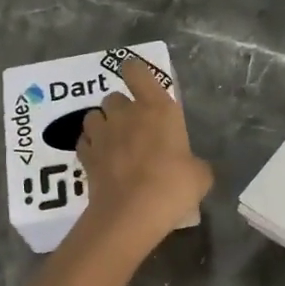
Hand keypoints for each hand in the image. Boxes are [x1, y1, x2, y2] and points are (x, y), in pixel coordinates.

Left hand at [76, 53, 212, 251]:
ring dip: (102, 125)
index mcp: (157, 109)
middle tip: (134, 128)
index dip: (135, 72)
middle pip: (114, 97)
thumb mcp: (200, 176)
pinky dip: (91, 148)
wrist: (132, 213)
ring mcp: (102, 134)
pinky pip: (85, 142)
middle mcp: (126, 113)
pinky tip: (101, 161)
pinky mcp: (87, 156)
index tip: (138, 80)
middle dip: (121, 109)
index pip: (137, 72)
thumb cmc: (173, 186)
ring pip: (94, 117)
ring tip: (113, 143)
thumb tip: (192, 167)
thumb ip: (194, 164)